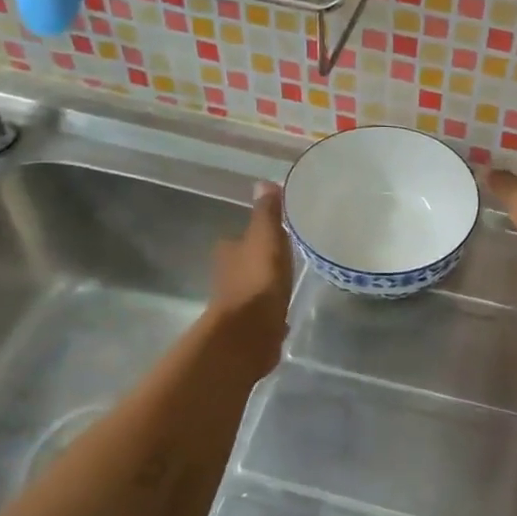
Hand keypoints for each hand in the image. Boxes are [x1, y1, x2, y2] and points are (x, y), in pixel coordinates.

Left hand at [209, 181, 293, 375]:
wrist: (250, 333)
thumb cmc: (257, 279)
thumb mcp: (265, 238)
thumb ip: (266, 213)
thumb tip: (262, 182)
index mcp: (229, 253)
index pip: (240, 239)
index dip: (255, 235)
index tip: (275, 234)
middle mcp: (228, 277)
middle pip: (246, 264)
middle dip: (261, 262)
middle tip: (286, 258)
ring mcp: (238, 305)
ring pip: (254, 288)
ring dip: (267, 287)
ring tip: (289, 283)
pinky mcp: (251, 328)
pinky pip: (263, 313)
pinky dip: (272, 311)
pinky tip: (285, 313)